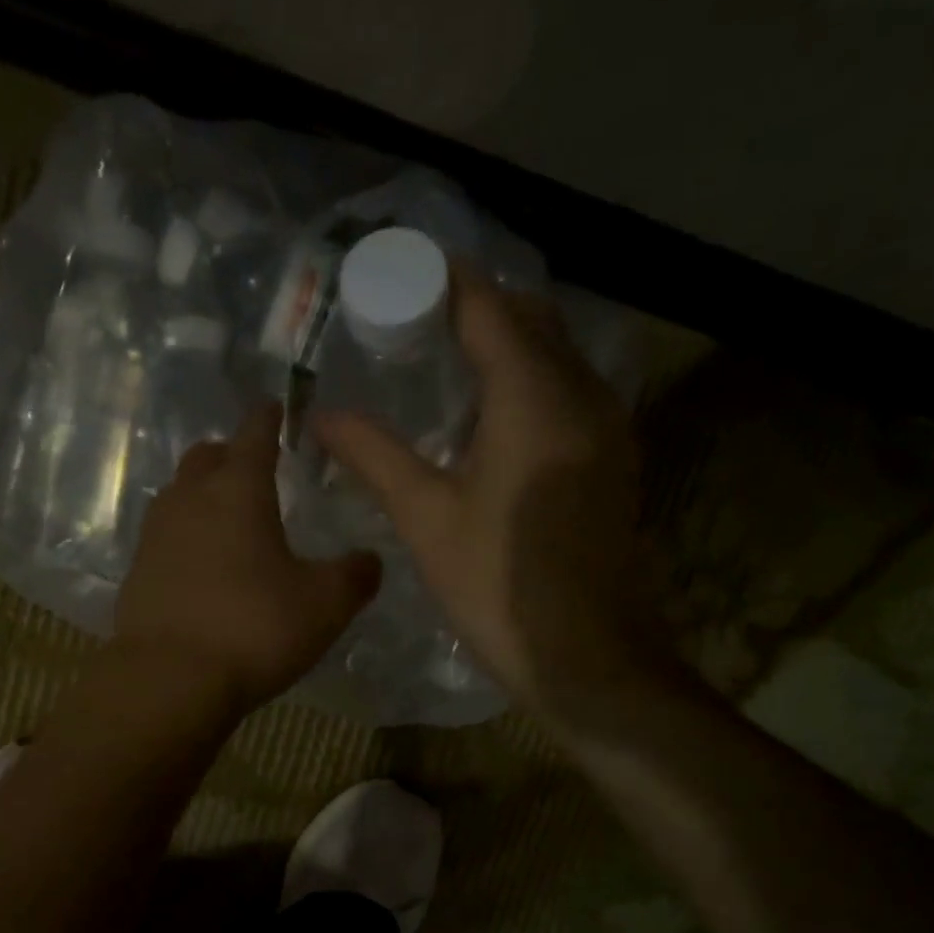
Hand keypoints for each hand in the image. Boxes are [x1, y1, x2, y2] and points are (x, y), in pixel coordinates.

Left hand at [116, 403, 380, 711]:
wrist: (170, 680)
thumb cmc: (255, 628)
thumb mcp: (325, 604)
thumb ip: (354, 576)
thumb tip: (371, 560)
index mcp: (239, 491)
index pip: (254, 435)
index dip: (267, 418)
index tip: (274, 407)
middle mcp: (190, 500)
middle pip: (206, 458)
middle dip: (229, 454)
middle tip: (252, 466)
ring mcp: (156, 536)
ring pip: (179, 495)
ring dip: (202, 494)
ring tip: (227, 516)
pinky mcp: (137, 573)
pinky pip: (164, 538)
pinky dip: (185, 537)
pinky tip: (201, 565)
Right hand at [312, 268, 676, 724]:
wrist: (587, 657)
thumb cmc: (499, 585)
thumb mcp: (427, 518)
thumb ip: (375, 456)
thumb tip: (322, 416)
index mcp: (534, 397)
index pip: (489, 307)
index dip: (445, 283)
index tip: (399, 275)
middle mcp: (581, 395)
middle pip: (530, 320)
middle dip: (476, 307)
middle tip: (415, 321)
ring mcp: (606, 427)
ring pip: (556, 355)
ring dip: (506, 344)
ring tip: (445, 362)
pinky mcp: (612, 461)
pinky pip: (569, 392)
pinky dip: (530, 382)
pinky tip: (489, 418)